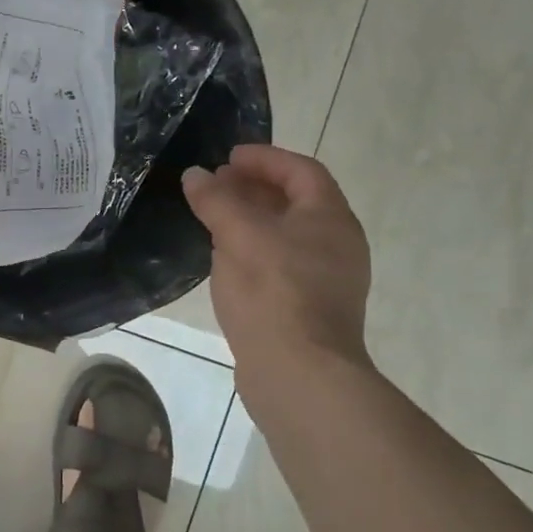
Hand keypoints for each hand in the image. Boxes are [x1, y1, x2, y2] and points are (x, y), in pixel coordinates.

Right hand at [182, 144, 372, 400]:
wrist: (300, 375)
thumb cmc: (274, 292)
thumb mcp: (238, 235)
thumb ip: (216, 200)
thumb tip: (196, 175)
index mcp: (330, 219)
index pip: (301, 171)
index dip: (265, 158)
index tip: (228, 157)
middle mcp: (337, 245)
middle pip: (296, 201)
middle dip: (254, 187)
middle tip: (215, 184)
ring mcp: (326, 280)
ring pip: (286, 234)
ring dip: (251, 218)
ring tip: (213, 217)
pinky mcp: (309, 308)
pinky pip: (281, 262)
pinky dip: (254, 248)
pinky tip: (225, 258)